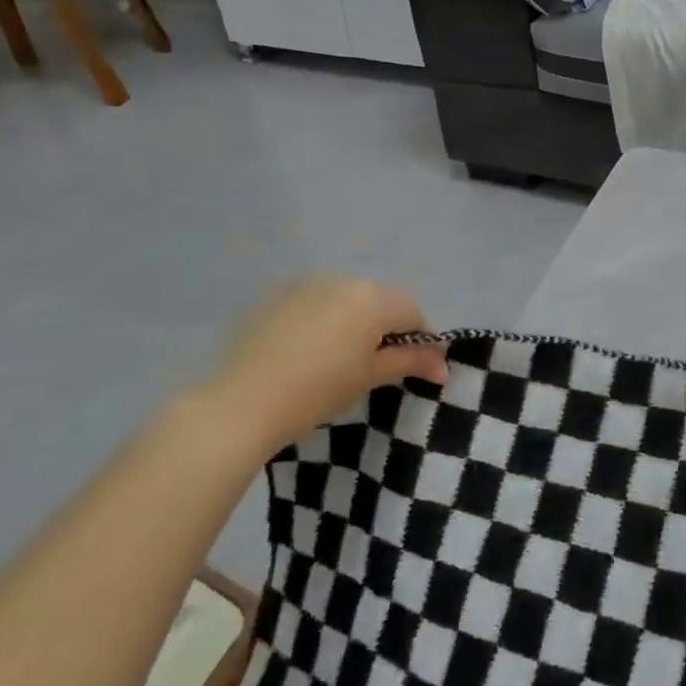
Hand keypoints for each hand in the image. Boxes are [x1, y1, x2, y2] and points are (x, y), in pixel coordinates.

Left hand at [201, 276, 447, 454]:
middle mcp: (344, 281)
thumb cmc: (317, 392)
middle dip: (386, 327)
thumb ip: (411, 362)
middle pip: (380, 301)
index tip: (415, 367)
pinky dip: (321, 319)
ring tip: (338, 358)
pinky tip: (306, 350)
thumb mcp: (370, 377)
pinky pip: (314, 302)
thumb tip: (444, 366)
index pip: (412, 313)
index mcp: (372, 298)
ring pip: (346, 299)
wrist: (240, 405)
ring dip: (354, 320)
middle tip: (376, 364)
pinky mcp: (277, 296)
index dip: (420, 340)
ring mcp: (307, 284)